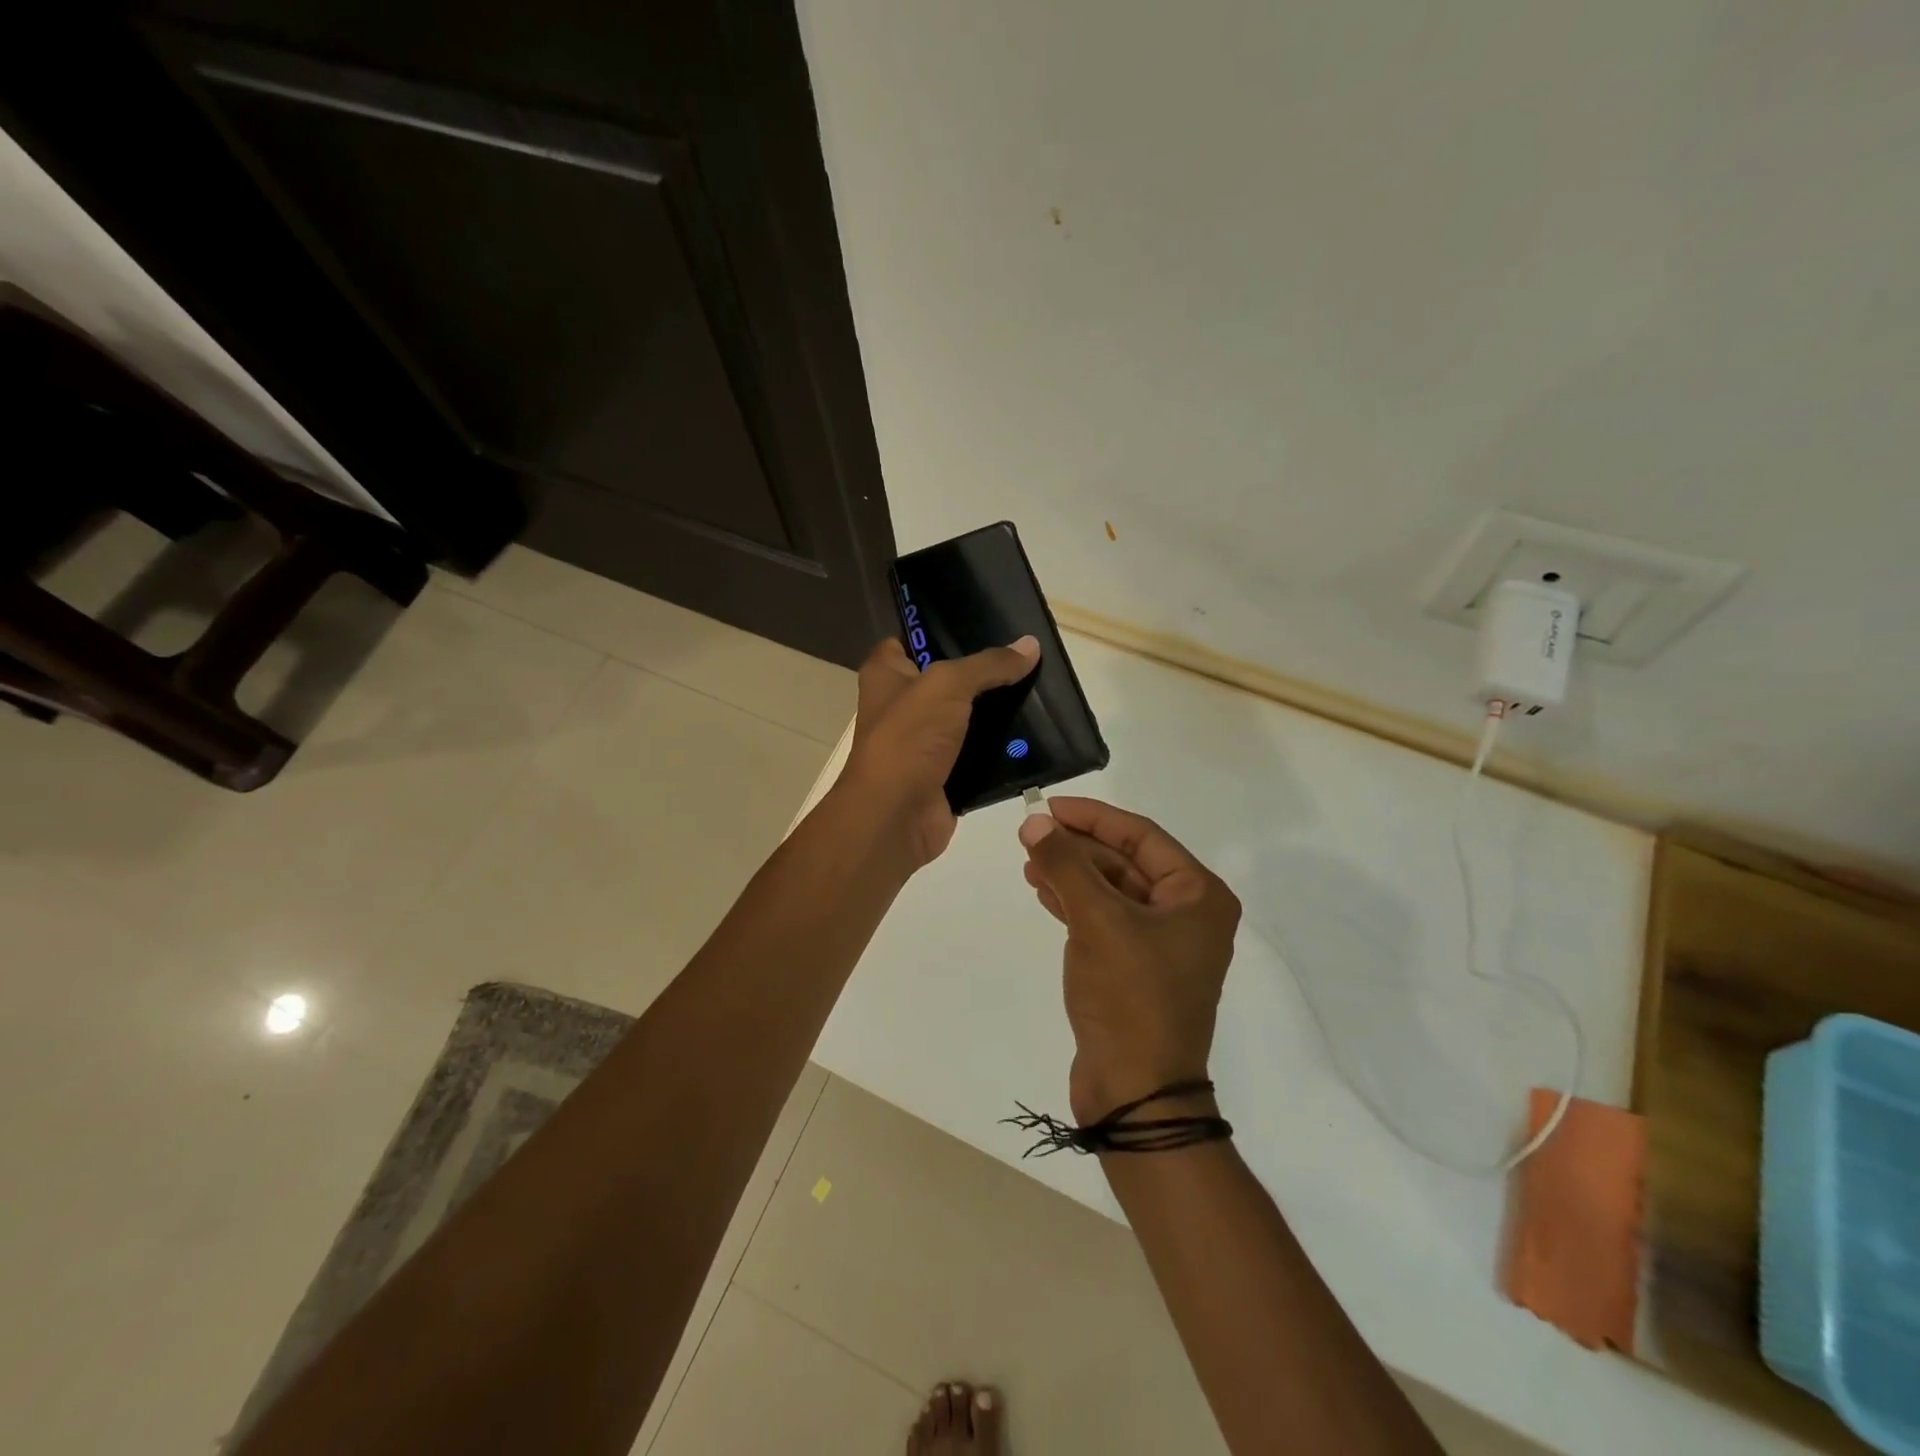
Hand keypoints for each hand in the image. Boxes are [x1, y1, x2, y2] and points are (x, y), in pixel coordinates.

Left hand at [840, 635, 1040, 867]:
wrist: (896, 816)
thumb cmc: (908, 738)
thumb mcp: (947, 685)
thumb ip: (989, 664)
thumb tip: (1030, 645)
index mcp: (887, 673)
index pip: (911, 638)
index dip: (942, 628)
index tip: (984, 619)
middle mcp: (902, 704)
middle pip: (948, 678)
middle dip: (984, 670)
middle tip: (1027, 655)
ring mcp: (924, 741)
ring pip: (968, 717)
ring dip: (999, 710)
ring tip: (1043, 691)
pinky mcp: (945, 772)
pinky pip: (980, 753)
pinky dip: (1002, 748)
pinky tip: (1037, 734)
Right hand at [1018, 797, 1240, 1123]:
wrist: (1136, 1092)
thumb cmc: (1130, 996)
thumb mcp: (1097, 920)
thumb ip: (1065, 864)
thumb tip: (1034, 821)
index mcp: (1198, 895)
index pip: (1141, 835)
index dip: (1093, 817)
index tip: (1049, 806)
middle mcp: (1187, 914)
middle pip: (1126, 861)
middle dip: (1078, 847)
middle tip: (1032, 835)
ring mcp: (1163, 943)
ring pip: (1112, 890)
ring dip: (1072, 873)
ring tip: (1030, 862)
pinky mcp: (1137, 968)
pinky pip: (1106, 919)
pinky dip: (1075, 903)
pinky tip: (1044, 891)